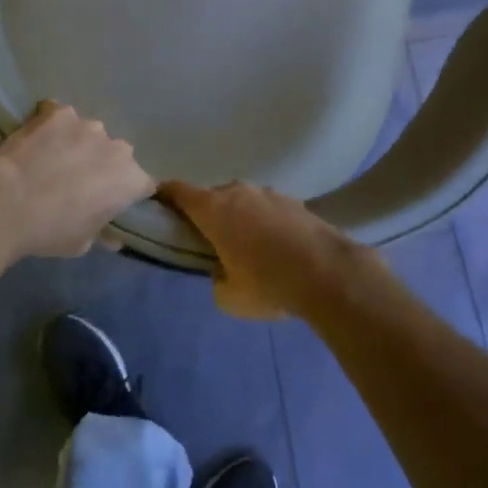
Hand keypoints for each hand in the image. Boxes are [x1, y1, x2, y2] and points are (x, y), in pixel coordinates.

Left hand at [0, 102, 154, 259]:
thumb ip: (102, 233)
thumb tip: (112, 237)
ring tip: (53, 158)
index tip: (111, 201)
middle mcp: (117, 147)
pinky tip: (36, 139)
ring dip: (78, 144)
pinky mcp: (58, 112)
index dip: (128, 193)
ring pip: (89, 134)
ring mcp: (87, 125)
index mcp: (130, 180)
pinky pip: (60, 116)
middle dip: (103, 165)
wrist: (5, 204)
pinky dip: (52, 125)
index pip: (143, 184)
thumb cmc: (50, 231)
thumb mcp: (82, 243)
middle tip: (78, 180)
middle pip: (117, 155)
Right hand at [160, 180, 368, 319]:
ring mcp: (268, 193)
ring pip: (242, 201)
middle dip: (206, 213)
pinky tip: (275, 245)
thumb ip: (216, 280)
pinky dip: (264, 221)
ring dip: (238, 216)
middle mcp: (238, 192)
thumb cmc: (268, 283)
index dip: (164, 195)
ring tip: (246, 244)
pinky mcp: (294, 201)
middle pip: (211, 196)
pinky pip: (267, 208)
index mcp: (213, 209)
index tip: (158, 204)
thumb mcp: (229, 297)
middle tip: (207, 238)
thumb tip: (222, 271)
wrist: (329, 273)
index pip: (178, 190)